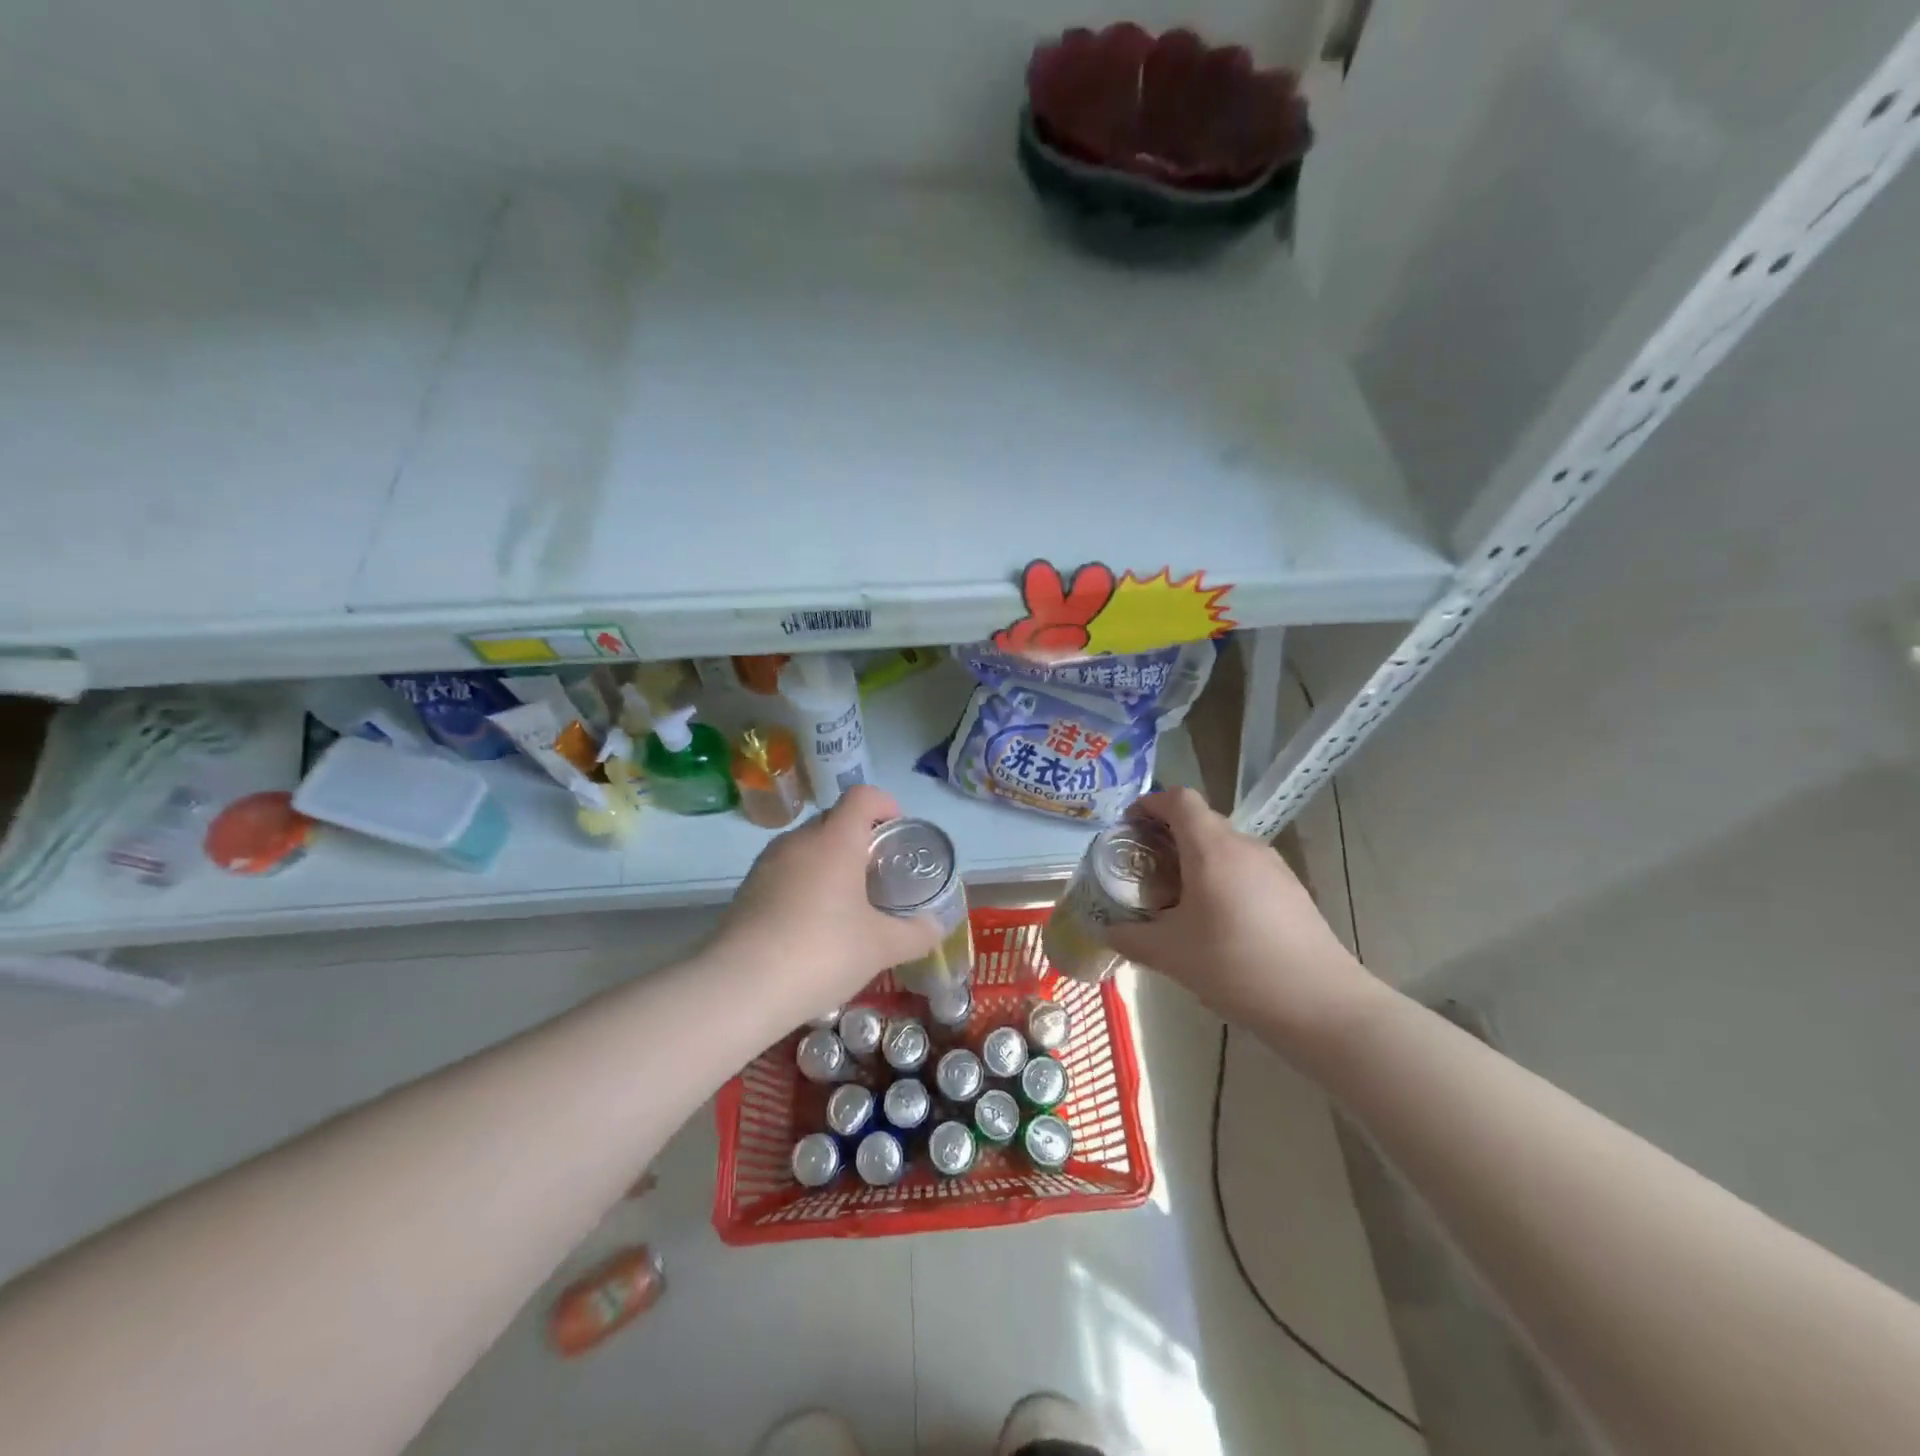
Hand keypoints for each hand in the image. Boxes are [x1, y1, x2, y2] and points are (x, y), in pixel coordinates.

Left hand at [709, 785, 941, 1015]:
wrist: (741, 987)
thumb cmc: (822, 952)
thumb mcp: (881, 947)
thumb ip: (916, 934)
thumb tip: (936, 927)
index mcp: (835, 840)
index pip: (862, 796)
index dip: (885, 805)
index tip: (898, 833)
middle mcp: (799, 841)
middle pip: (834, 820)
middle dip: (859, 838)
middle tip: (878, 875)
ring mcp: (767, 864)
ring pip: (807, 847)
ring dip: (829, 862)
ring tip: (846, 903)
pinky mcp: (746, 890)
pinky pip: (785, 872)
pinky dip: (804, 884)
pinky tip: (812, 925)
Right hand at [1104, 788, 1375, 1046]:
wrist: (1320, 1002)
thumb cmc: (1235, 966)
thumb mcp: (1170, 955)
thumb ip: (1131, 938)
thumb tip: (1106, 931)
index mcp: (1211, 848)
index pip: (1179, 799)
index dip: (1150, 803)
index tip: (1130, 826)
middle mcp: (1244, 846)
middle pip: (1201, 820)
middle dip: (1168, 835)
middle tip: (1145, 867)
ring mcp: (1273, 866)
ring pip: (1224, 845)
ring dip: (1196, 857)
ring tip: (1177, 895)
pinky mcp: (1291, 889)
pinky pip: (1246, 867)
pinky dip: (1222, 876)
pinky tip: (1217, 919)